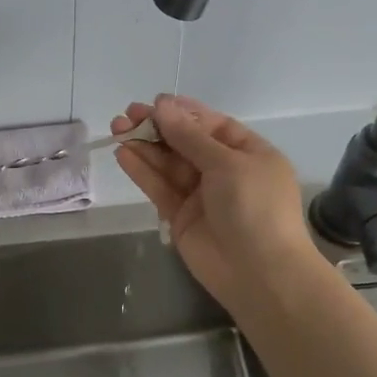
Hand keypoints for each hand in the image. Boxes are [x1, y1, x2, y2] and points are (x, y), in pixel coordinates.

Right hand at [111, 95, 326, 310]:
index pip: (211, 125)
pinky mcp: (181, 217)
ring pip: (168, 164)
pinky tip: (123, 154)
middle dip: (157, 128)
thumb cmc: (255, 207)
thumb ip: (190, 136)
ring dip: (144, 146)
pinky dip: (142, 171)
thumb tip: (162, 106)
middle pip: (186, 142)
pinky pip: (160, 188)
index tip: (154, 103)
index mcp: (248, 153)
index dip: (182, 113)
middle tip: (126, 115)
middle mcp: (225, 171)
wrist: (260, 273)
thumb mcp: (227, 163)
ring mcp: (202, 195)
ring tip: (116, 128)